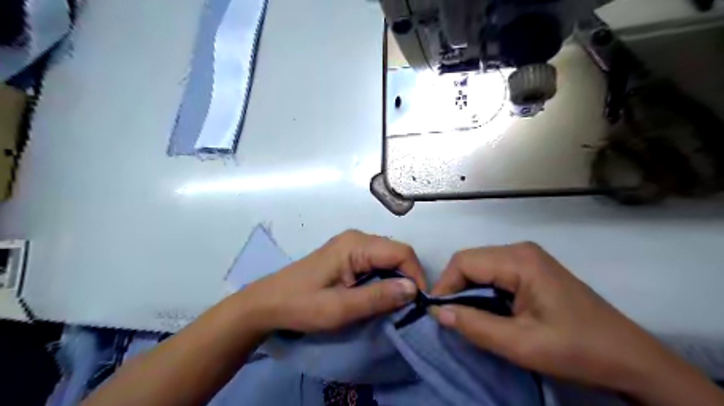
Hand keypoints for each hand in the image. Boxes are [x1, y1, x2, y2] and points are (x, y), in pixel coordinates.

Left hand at [239, 230, 424, 334]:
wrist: (267, 303)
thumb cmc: (301, 305)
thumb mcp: (340, 308)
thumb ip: (378, 297)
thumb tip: (413, 289)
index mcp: (356, 244)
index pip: (401, 252)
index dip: (416, 275)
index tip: (419, 304)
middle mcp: (357, 238)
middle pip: (396, 253)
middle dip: (407, 277)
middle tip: (409, 306)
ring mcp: (352, 244)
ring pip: (388, 257)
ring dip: (396, 279)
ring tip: (396, 303)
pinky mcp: (348, 254)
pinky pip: (376, 262)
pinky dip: (384, 278)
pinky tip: (380, 294)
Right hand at [429, 243, 722, 403]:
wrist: (630, 358)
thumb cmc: (578, 350)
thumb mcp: (521, 344)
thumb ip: (475, 326)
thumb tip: (437, 312)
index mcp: (519, 260)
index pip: (464, 261)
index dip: (445, 285)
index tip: (437, 313)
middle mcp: (521, 250)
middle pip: (471, 261)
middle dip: (455, 288)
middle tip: (450, 318)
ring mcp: (528, 258)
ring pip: (481, 267)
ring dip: (468, 291)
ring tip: (466, 317)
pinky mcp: (532, 269)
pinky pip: (495, 274)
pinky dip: (483, 291)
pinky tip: (487, 312)